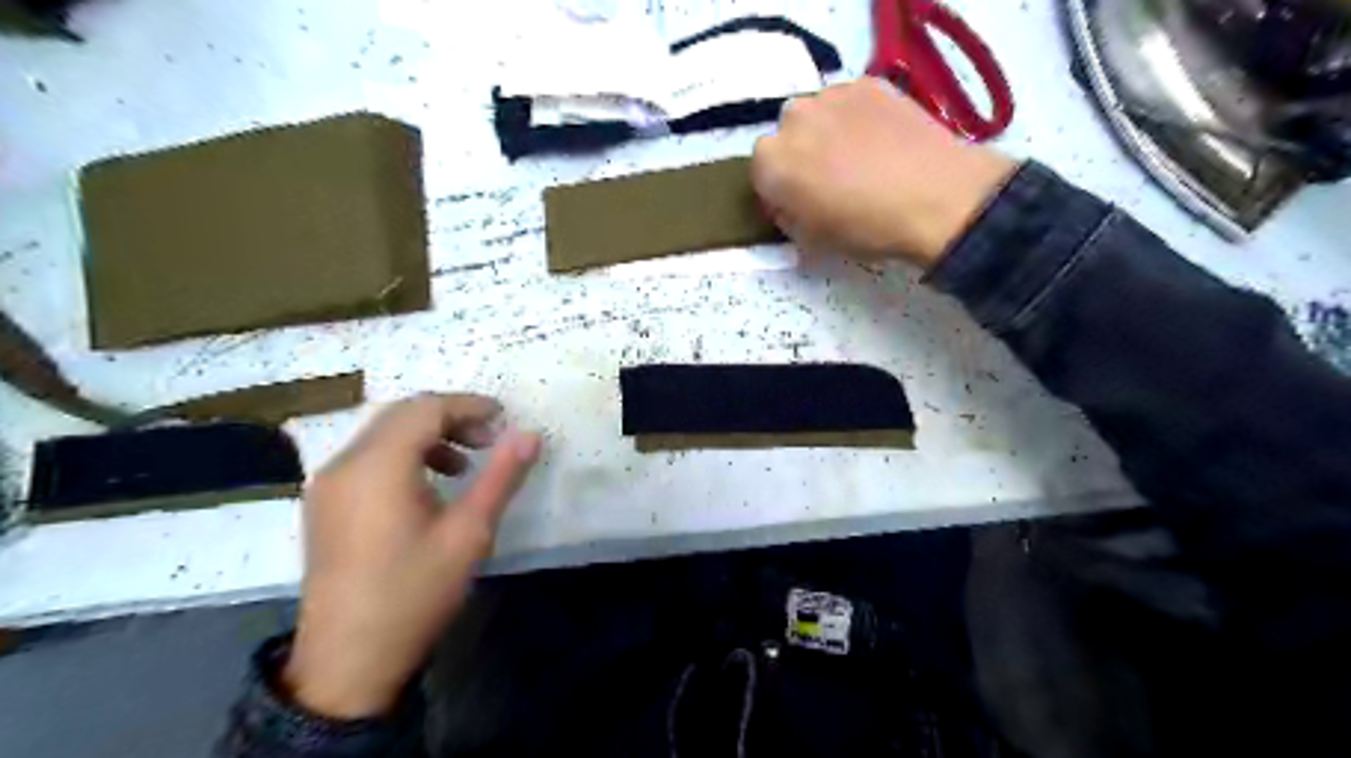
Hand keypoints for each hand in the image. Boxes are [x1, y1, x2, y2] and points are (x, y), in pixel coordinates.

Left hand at [283, 394, 542, 718]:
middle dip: (450, 417)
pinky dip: (403, 454)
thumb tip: (530, 434)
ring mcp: (328, 484)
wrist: (348, 661)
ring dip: (427, 434)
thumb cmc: (414, 593)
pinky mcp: (325, 504)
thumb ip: (501, 477)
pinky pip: (368, 457)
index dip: (468, 406)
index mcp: (378, 466)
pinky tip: (428, 486)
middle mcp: (345, 464)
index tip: (504, 417)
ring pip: (382, 434)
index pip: (426, 409)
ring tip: (464, 464)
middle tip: (490, 439)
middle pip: (401, 414)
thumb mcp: (469, 534)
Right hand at [748, 78, 1012, 267]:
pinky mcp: (868, 83)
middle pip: (787, 137)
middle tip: (830, 181)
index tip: (800, 205)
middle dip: (800, 155)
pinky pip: (850, 102)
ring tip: (861, 159)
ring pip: (818, 115)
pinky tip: (882, 141)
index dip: (778, 191)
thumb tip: (789, 205)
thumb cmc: (865, 228)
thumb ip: (787, 218)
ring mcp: (831, 95)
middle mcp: (792, 119)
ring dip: (827, 133)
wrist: (935, 198)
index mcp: (771, 161)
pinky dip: (857, 118)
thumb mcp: (812, 241)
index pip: (759, 173)